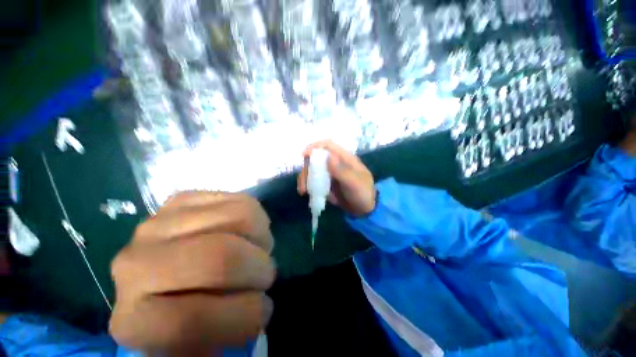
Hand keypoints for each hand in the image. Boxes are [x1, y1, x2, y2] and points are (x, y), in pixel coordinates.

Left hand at [109, 192, 275, 353]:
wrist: (162, 271)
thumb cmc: (183, 311)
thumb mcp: (199, 343)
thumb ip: (219, 336)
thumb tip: (255, 309)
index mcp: (134, 320)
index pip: (192, 321)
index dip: (244, 316)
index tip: (263, 310)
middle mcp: (135, 264)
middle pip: (220, 257)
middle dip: (259, 267)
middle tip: (264, 274)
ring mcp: (160, 221)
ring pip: (240, 218)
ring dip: (262, 239)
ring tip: (257, 249)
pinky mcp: (185, 198)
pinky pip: (242, 201)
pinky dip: (258, 219)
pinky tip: (248, 231)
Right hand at [298, 140, 375, 216]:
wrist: (364, 210)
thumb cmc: (363, 194)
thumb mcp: (355, 184)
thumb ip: (342, 171)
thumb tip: (328, 157)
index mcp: (344, 159)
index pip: (328, 146)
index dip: (315, 146)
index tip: (304, 155)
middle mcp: (335, 163)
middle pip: (316, 159)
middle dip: (306, 168)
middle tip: (303, 183)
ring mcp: (330, 174)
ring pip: (312, 170)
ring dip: (305, 178)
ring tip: (302, 191)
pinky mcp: (326, 183)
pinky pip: (313, 181)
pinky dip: (307, 185)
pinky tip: (305, 193)